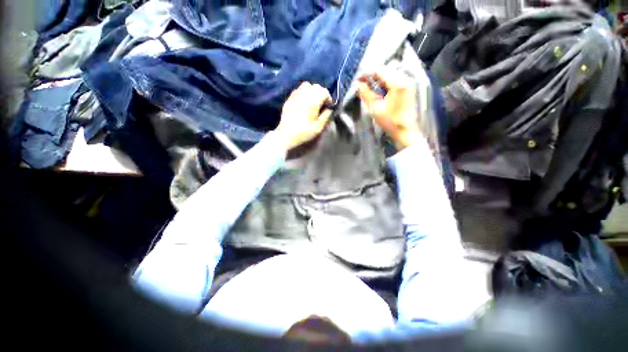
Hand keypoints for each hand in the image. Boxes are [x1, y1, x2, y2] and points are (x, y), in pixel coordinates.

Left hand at [276, 82, 332, 150]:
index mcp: (314, 100)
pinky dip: (303, 93)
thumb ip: (326, 116)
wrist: (287, 135)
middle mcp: (305, 94)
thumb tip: (328, 110)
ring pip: (306, 85)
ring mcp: (296, 95)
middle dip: (321, 93)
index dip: (328, 98)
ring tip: (312, 100)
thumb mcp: (319, 127)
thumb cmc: (305, 131)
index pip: (324, 92)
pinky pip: (298, 90)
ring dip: (312, 91)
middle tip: (321, 103)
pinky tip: (303, 102)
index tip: (329, 105)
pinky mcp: (289, 98)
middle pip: (316, 87)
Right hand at [357, 67, 421, 150]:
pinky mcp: (408, 89)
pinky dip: (385, 85)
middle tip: (362, 86)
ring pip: (390, 76)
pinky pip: (395, 82)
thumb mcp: (376, 108)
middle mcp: (405, 79)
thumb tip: (358, 85)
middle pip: (385, 72)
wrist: (405, 132)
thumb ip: (366, 94)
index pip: (379, 70)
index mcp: (398, 83)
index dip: (366, 74)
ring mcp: (408, 84)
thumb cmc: (391, 121)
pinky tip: (380, 93)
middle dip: (372, 78)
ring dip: (378, 81)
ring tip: (370, 91)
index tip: (358, 80)